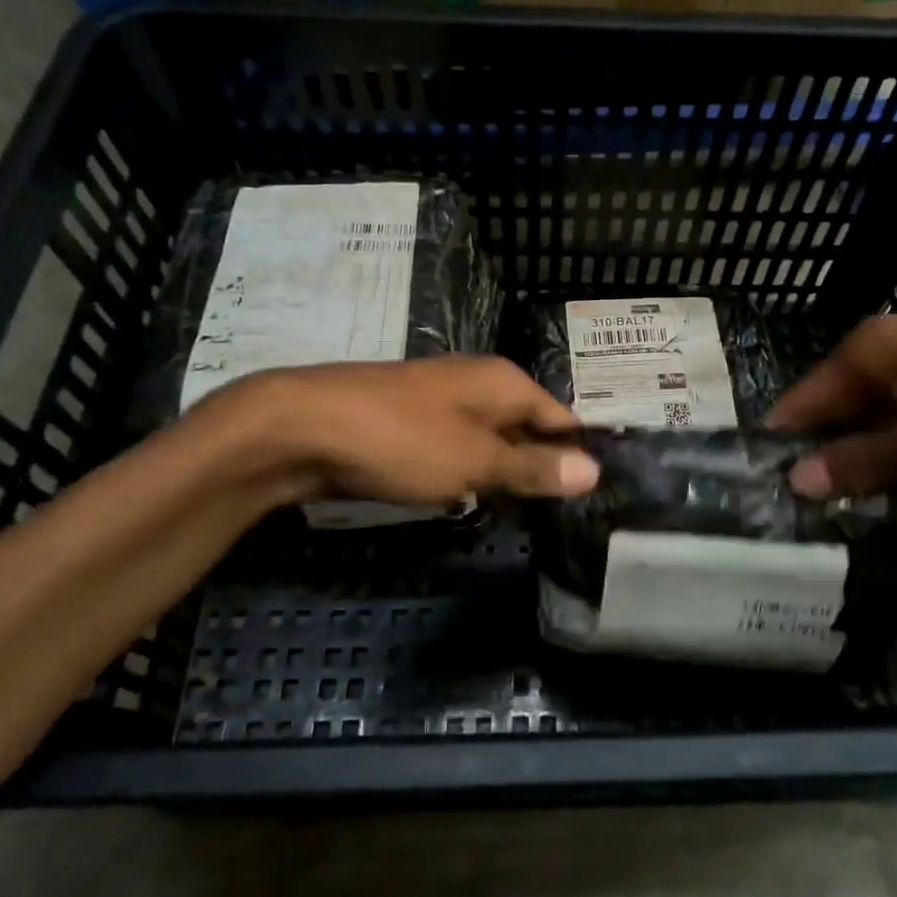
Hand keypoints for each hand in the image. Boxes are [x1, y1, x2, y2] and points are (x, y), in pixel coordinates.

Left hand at [204, 356, 598, 506]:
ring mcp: (440, 401)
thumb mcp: (476, 460)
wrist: (301, 428)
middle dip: (540, 467)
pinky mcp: (409, 423)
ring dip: (502, 473)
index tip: (594, 498)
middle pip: (527, 427)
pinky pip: (455, 448)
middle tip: (561, 516)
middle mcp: (477, 383)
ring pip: (489, 440)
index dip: (578, 455)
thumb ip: (533, 466)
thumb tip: (595, 469)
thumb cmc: (401, 440)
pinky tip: (467, 499)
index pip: (561, 417)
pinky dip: (466, 472)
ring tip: (522, 515)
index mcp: (503, 381)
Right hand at [767, 315, 896, 492]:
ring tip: (847, 507)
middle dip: (826, 454)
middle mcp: (886, 349)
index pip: (804, 398)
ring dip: (866, 457)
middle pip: (837, 407)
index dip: (785, 442)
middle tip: (806, 510)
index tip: (766, 487)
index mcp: (870, 349)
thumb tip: (796, 481)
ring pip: (873, 417)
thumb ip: (862, 460)